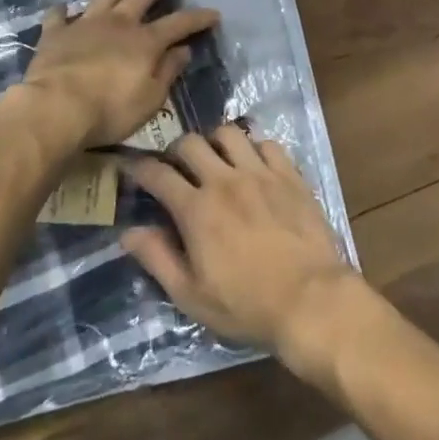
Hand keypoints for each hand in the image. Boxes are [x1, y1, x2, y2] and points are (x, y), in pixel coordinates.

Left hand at [14, 0, 219, 150]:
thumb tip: (182, 50)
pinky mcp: (55, 33)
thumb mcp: (150, 99)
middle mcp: (118, 23)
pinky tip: (64, 7)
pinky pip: (59, 15)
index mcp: (145, 41)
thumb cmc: (109, 110)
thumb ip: (167, 72)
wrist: (54, 108)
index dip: (198, 17)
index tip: (213, 13)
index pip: (179, 23)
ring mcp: (85, 24)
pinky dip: (64, 10)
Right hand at [122, 127, 359, 370]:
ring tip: (215, 159)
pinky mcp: (289, 174)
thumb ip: (158, 259)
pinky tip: (254, 165)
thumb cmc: (246, 305)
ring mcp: (260, 173)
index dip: (139, 167)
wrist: (310, 299)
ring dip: (215, 142)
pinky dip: (254, 148)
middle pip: (191, 143)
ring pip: (229, 133)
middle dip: (175, 150)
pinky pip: (267, 143)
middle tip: (177, 167)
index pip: (158, 174)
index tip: (132, 167)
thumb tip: (129, 232)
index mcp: (197, 210)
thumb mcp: (191, 296)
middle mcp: (225, 180)